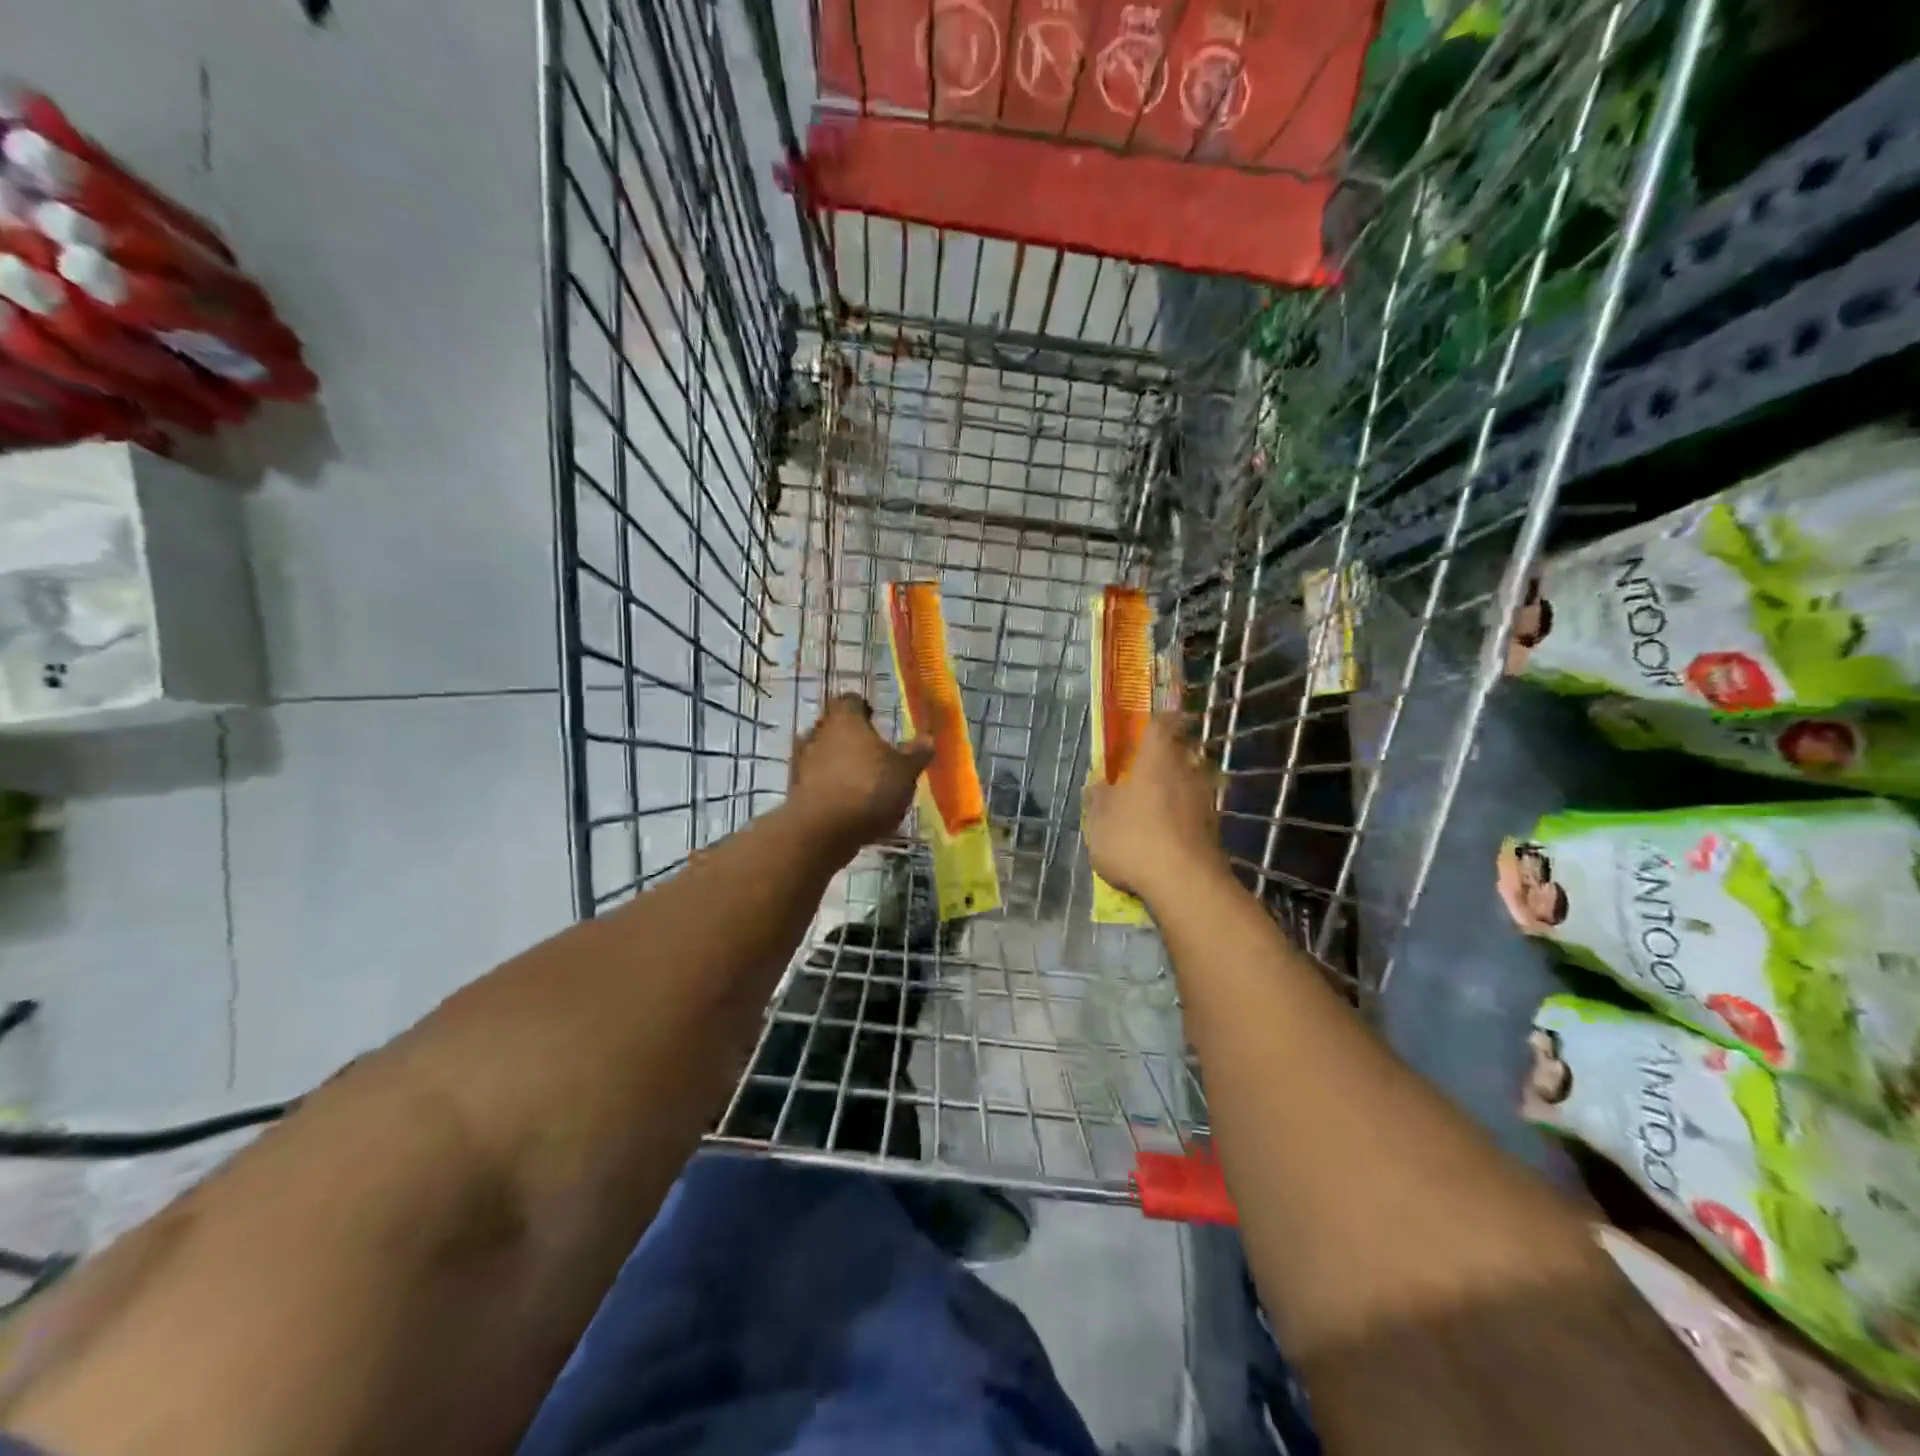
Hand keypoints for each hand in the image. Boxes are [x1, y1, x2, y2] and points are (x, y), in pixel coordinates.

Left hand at [786, 694, 934, 854]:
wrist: (822, 831)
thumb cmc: (869, 790)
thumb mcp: (905, 772)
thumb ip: (916, 753)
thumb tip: (927, 737)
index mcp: (846, 720)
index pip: (851, 701)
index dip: (864, 708)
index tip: (876, 720)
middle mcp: (819, 733)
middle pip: (833, 725)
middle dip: (849, 735)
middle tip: (871, 751)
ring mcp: (802, 761)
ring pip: (821, 752)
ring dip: (837, 761)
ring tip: (858, 779)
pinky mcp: (794, 788)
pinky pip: (814, 779)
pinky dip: (828, 785)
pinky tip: (845, 802)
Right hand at [1084, 712, 1226, 904]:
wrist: (1186, 885)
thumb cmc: (1135, 840)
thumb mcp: (1099, 820)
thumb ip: (1098, 798)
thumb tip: (1099, 784)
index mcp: (1157, 760)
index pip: (1163, 724)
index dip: (1160, 716)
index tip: (1157, 713)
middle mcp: (1187, 772)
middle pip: (1183, 751)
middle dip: (1170, 753)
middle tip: (1150, 761)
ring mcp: (1206, 801)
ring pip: (1193, 780)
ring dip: (1179, 785)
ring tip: (1159, 798)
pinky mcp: (1214, 829)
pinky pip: (1197, 809)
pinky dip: (1185, 813)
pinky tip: (1169, 829)